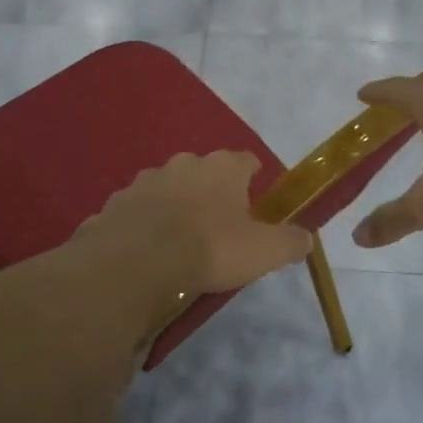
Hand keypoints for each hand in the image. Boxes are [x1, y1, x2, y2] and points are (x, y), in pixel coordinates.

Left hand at [80, 152, 312, 306]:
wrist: (137, 261)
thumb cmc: (209, 248)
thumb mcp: (263, 252)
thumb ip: (290, 242)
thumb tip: (306, 238)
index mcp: (223, 167)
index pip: (246, 161)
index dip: (253, 177)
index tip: (255, 198)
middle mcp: (184, 163)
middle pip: (204, 171)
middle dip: (212, 191)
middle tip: (218, 224)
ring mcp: (146, 180)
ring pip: (168, 187)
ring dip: (176, 205)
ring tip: (180, 238)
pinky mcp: (117, 202)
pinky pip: (138, 210)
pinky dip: (145, 223)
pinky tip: (147, 248)